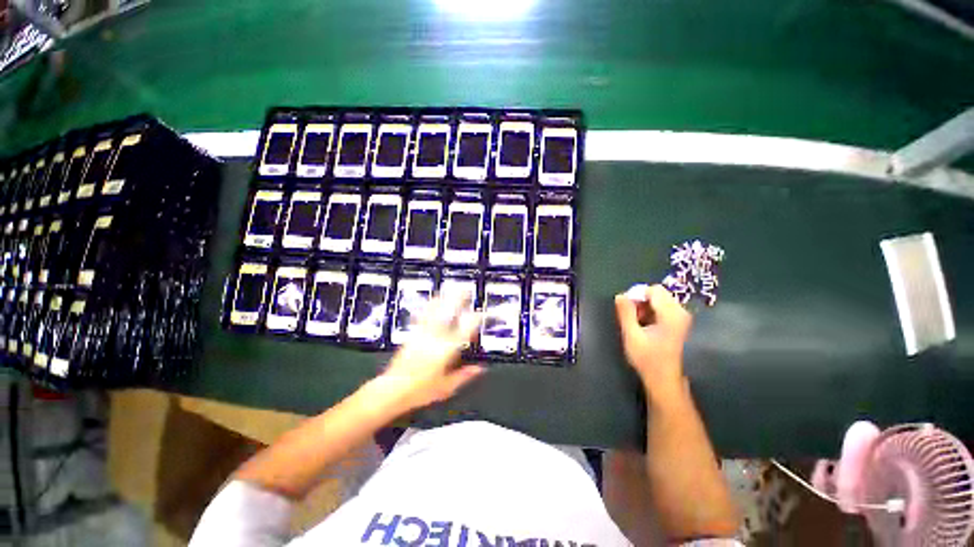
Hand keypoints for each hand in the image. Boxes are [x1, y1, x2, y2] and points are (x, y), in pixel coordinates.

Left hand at [376, 292, 483, 414]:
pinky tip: (431, 301)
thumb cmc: (421, 390)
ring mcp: (422, 334)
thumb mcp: (446, 387)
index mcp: (446, 350)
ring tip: (449, 289)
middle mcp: (435, 338)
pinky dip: (428, 307)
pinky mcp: (412, 334)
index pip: (465, 330)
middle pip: (448, 314)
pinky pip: (421, 316)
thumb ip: (464, 375)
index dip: (475, 319)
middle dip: (458, 300)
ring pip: (434, 312)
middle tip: (466, 290)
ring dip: (443, 299)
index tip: (483, 313)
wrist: (392, 389)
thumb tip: (480, 368)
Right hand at [614, 284, 691, 398]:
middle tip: (630, 317)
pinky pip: (663, 309)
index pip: (654, 290)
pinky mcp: (680, 324)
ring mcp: (682, 318)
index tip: (626, 307)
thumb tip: (620, 295)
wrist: (664, 379)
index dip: (637, 294)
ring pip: (660, 301)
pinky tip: (645, 326)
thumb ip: (625, 313)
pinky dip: (652, 313)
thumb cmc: (647, 359)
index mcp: (671, 314)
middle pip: (658, 294)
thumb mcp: (631, 335)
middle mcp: (681, 313)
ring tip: (636, 322)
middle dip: (641, 301)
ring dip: (645, 307)